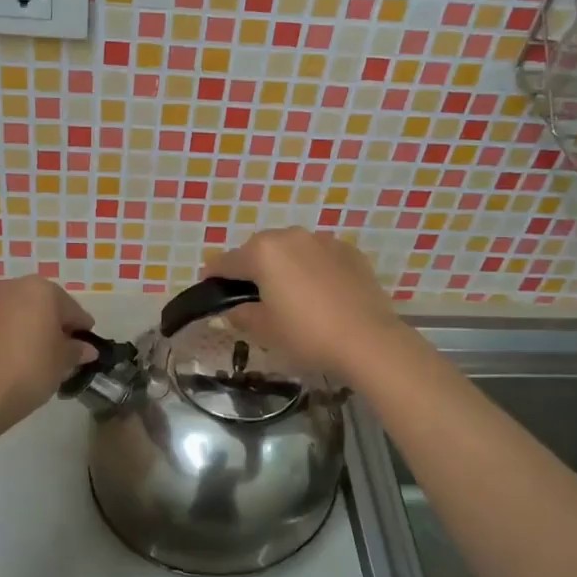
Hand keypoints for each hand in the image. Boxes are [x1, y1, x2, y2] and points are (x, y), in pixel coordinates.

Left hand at [0, 275, 95, 432]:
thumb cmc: (29, 370)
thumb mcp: (62, 362)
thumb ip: (77, 350)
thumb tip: (86, 349)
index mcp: (42, 290)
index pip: (73, 310)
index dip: (83, 330)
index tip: (88, 349)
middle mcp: (16, 288)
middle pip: (47, 306)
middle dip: (57, 327)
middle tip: (65, 353)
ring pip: (24, 314)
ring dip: (36, 330)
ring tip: (42, 358)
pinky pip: (6, 325)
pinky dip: (16, 336)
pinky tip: (20, 359)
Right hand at [203, 228, 405, 380]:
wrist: (368, 340)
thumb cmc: (307, 335)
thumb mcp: (266, 330)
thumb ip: (242, 315)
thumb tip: (232, 310)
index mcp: (263, 252)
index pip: (226, 262)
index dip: (213, 276)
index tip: (208, 287)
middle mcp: (291, 237)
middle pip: (259, 250)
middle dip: (251, 268)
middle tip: (249, 295)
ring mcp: (323, 241)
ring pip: (292, 250)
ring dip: (283, 266)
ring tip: (287, 293)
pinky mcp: (350, 252)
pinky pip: (319, 256)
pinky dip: (312, 269)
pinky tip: (318, 293)